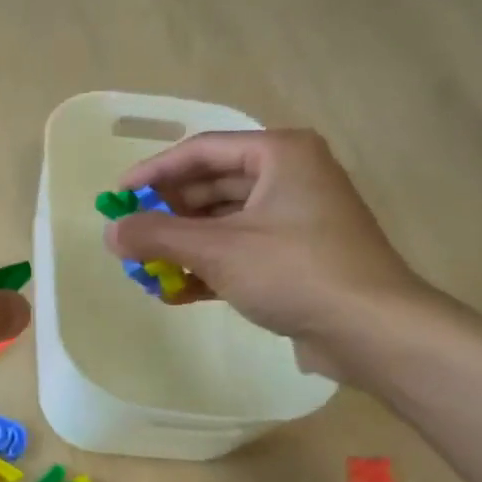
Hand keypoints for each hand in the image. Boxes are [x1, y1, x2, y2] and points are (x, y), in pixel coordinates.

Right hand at [103, 130, 431, 378]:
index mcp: (279, 154)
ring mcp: (295, 219)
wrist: (371, 330)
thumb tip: (110, 233)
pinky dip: (208, 267)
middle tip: (131, 237)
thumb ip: (157, 236)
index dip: (153, 172)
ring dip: (183, 246)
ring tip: (147, 270)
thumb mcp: (216, 249)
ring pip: (223, 223)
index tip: (117, 197)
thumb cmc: (294, 271)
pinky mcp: (296, 257)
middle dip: (167, 214)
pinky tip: (177, 292)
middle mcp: (290, 177)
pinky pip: (239, 251)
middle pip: (211, 186)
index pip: (201, 151)